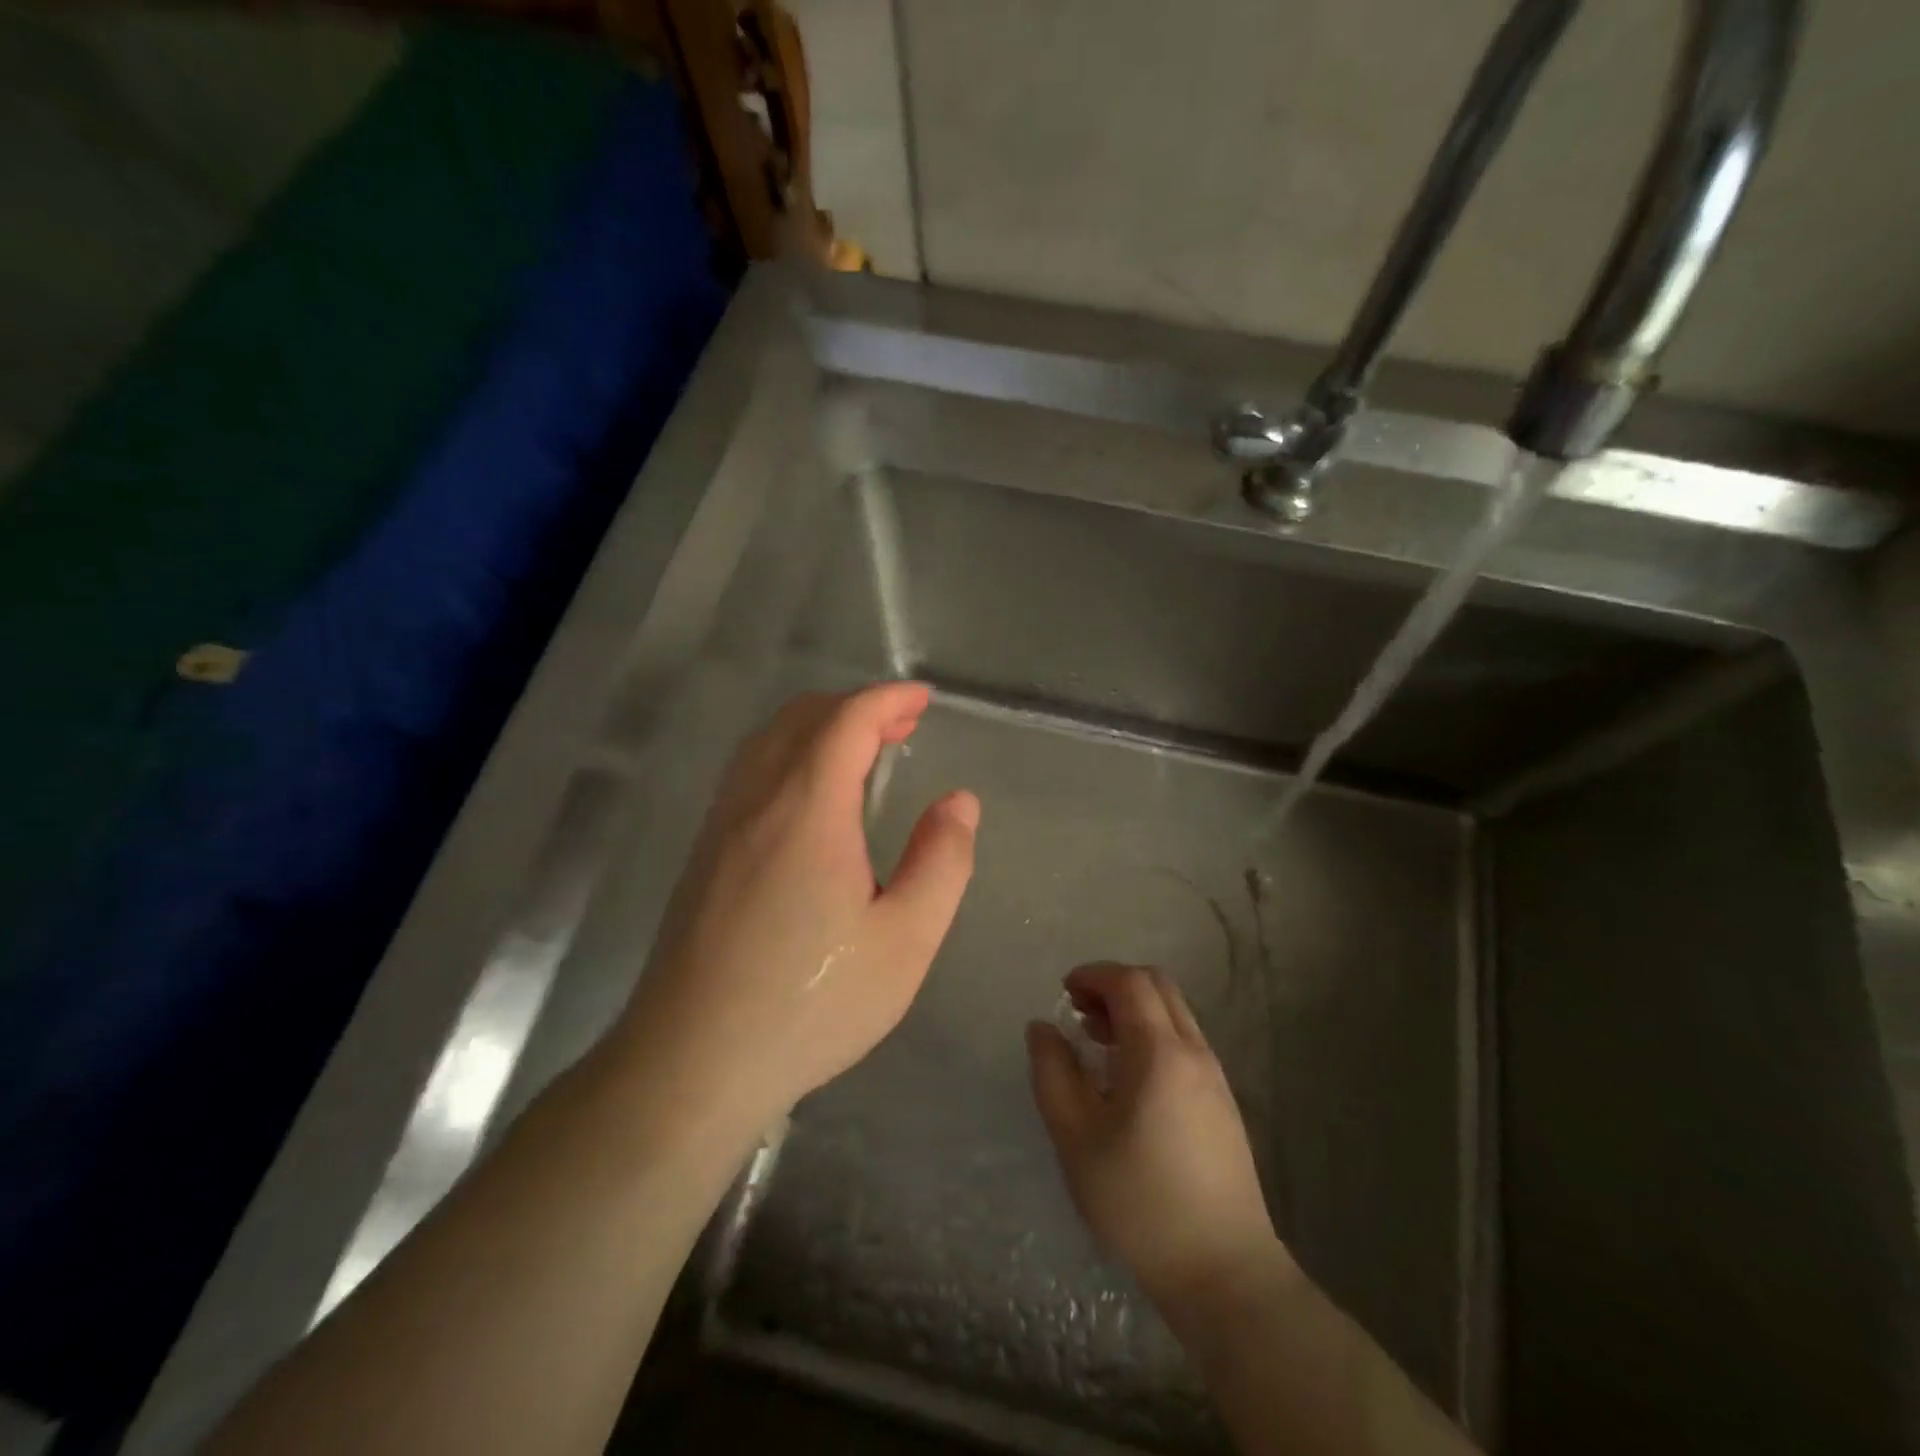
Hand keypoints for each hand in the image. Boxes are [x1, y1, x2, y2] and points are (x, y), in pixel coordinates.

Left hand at [615, 682, 978, 1132]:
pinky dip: (789, 754)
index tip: (923, 700)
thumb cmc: (810, 1005)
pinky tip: (811, 797)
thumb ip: (941, 862)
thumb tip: (959, 802)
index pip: (847, 720)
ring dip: (819, 727)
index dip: (888, 699)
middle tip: (902, 728)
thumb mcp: (905, 942)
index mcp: (808, 809)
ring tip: (862, 753)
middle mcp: (756, 801)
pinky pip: (749, 772)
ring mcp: (721, 825)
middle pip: (802, 717)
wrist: (692, 1064)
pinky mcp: (703, 854)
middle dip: (856, 707)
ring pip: (768, 741)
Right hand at [1027, 963, 1283, 1319]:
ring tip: (1096, 1041)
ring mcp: (1215, 1077)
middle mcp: (1194, 1052)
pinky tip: (1127, 1077)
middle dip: (1114, 986)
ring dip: (1133, 1011)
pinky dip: (1151, 1035)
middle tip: (1078, 1011)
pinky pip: (1184, 1043)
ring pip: (1173, 1014)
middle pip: (1157, 987)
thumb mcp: (1076, 1137)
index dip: (1093, 975)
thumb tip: (1042, 1028)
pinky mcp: (1222, 1103)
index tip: (1063, 992)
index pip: (1130, 982)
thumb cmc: (1139, 1201)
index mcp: (1160, 1052)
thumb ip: (1052, 1073)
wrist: (1222, 1271)